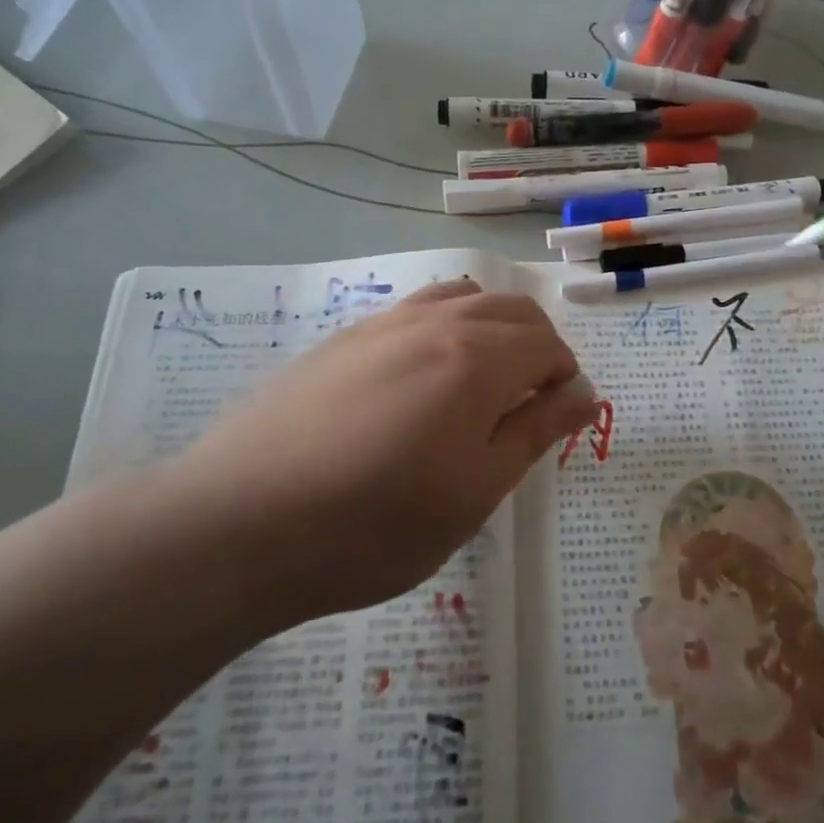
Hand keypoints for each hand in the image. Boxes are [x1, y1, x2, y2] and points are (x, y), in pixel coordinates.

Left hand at [163, 281, 594, 628]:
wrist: (238, 524)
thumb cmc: (374, 524)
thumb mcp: (475, 491)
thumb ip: (536, 431)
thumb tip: (585, 393)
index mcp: (477, 358)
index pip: (547, 345)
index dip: (564, 378)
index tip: (556, 419)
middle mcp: (435, 323)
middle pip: (510, 310)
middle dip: (537, 348)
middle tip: (527, 406)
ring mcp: (384, 324)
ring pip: (462, 298)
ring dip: (491, 329)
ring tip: (480, 384)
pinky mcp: (343, 337)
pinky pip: (414, 310)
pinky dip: (444, 327)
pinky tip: (420, 378)